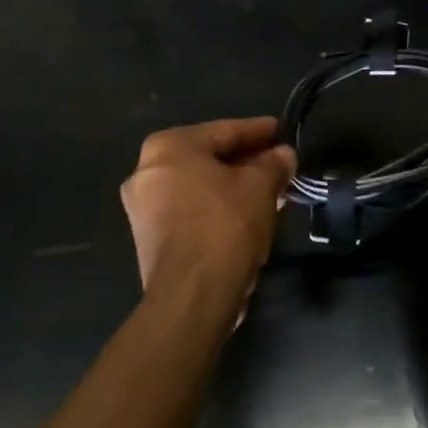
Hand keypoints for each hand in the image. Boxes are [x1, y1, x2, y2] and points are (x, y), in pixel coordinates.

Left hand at [121, 117, 295, 312]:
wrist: (191, 297)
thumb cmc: (224, 226)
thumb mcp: (260, 187)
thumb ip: (273, 164)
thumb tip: (284, 155)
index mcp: (168, 146)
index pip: (224, 131)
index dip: (258, 131)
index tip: (282, 131)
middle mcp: (146, 170)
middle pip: (208, 159)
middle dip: (246, 162)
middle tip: (278, 163)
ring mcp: (143, 207)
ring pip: (199, 186)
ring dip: (233, 187)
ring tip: (268, 191)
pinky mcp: (148, 239)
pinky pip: (190, 210)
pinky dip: (216, 208)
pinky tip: (246, 215)